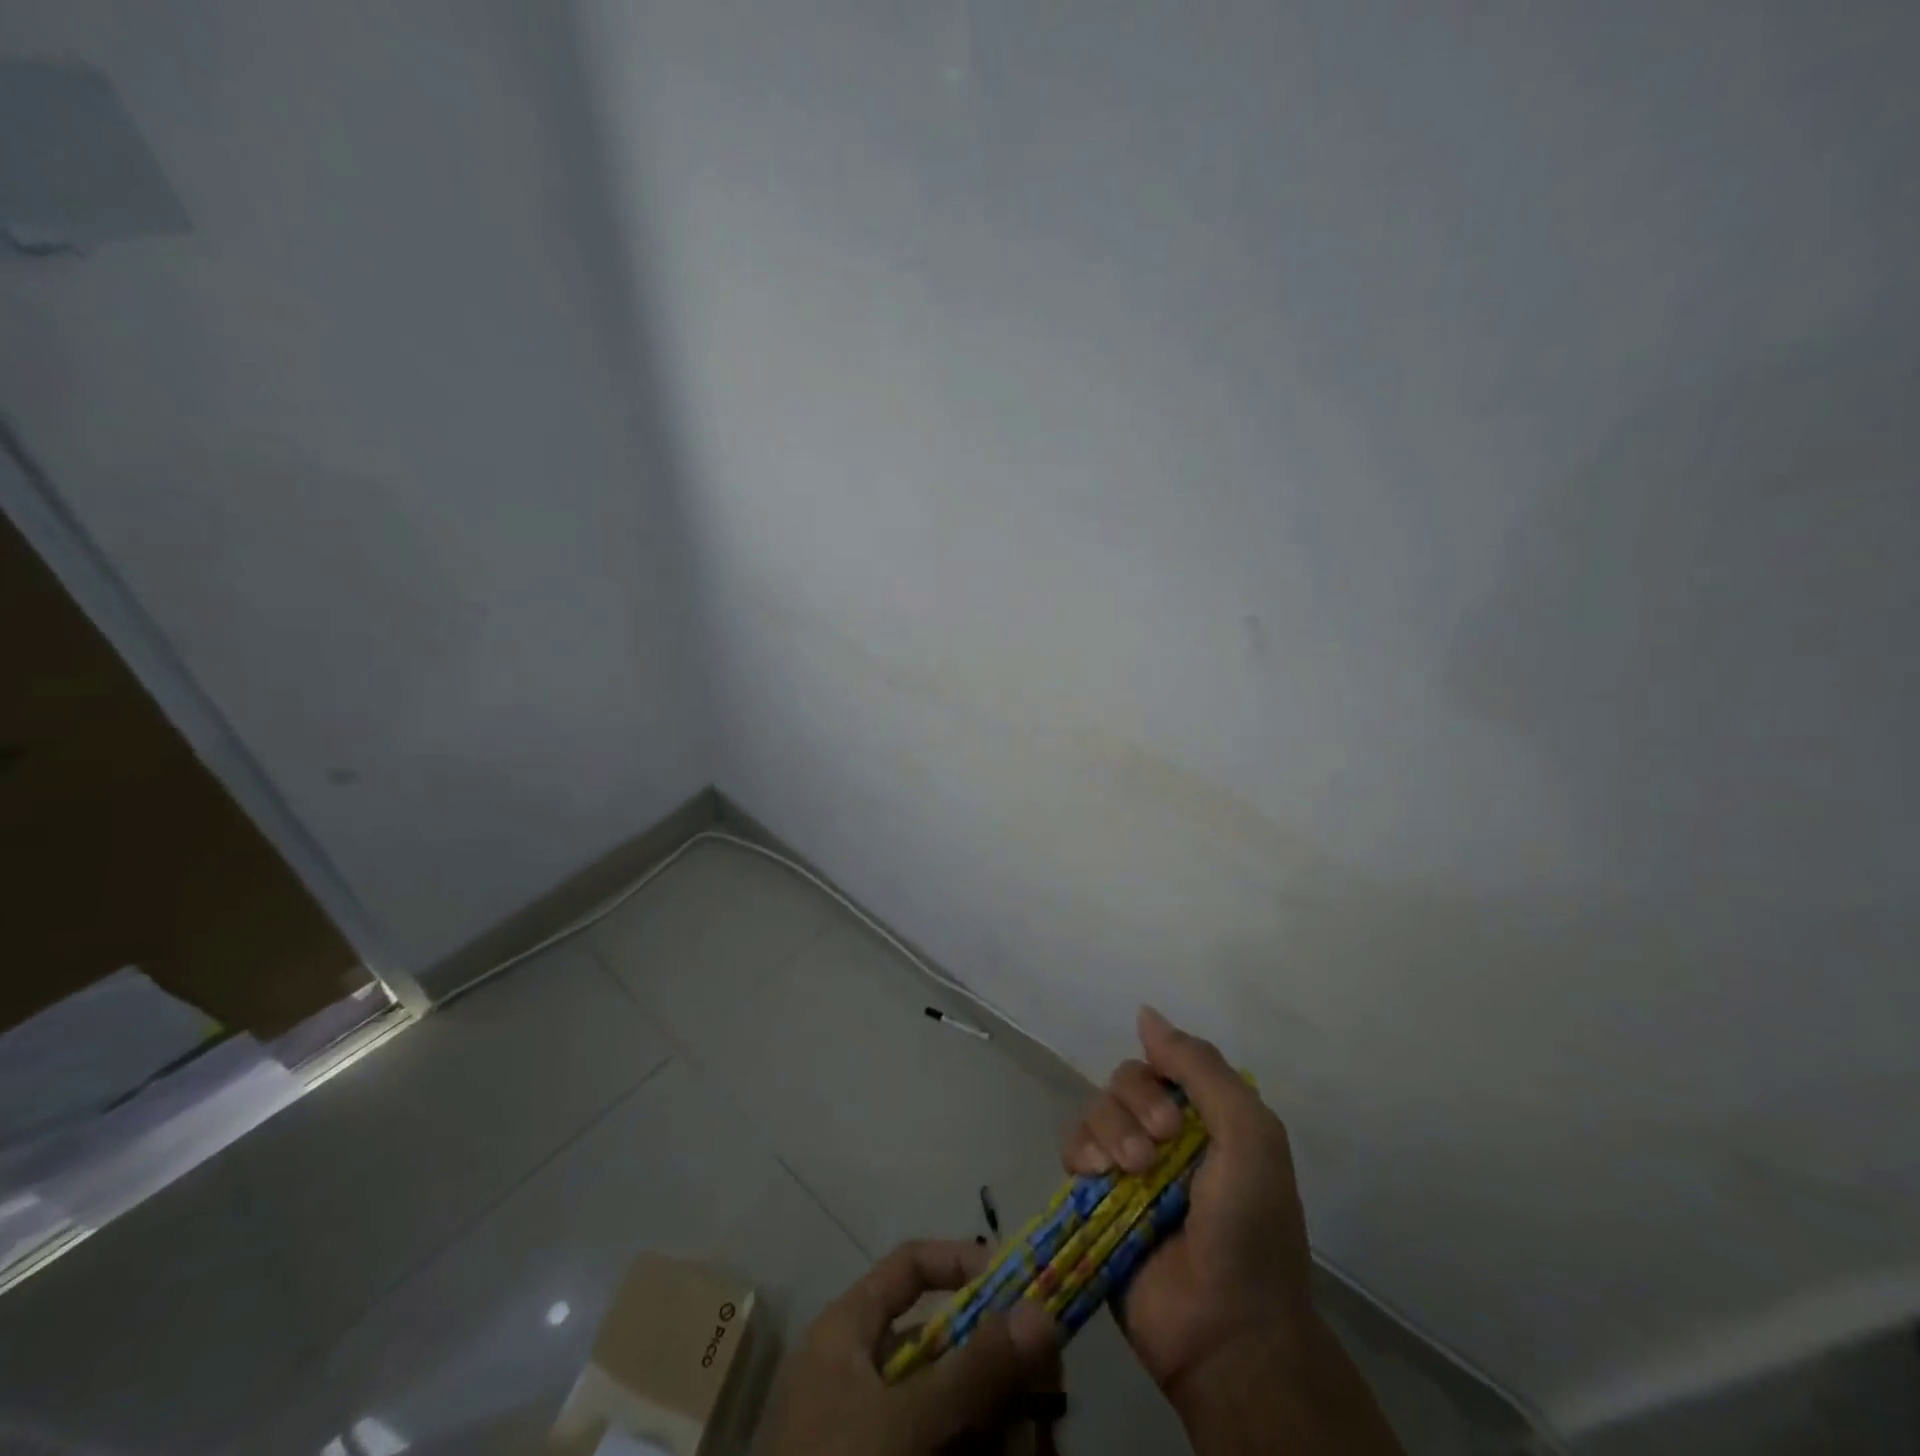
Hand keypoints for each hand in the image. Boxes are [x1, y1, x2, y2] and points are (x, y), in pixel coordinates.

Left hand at [763, 1239, 1059, 1455]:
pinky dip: (982, 1450)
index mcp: (847, 1332)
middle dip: (998, 1361)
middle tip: (1049, 1382)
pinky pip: (946, 1447)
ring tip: (1040, 1437)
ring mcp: (874, 1432)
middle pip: (942, 1342)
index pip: (910, 1267)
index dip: (963, 1264)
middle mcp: (861, 1373)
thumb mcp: (905, 1422)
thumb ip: (975, 1370)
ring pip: (951, 1404)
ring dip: (1000, 1414)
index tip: (1019, 1287)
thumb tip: (1043, 1312)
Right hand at [1061, 1007, 1315, 1410]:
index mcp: (1206, 1117)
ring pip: (1095, 1109)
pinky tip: (1096, 1178)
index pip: (1163, 1060)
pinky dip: (1081, 1153)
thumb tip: (1145, 1012)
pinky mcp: (1096, 1198)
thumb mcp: (1250, 1135)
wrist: (1227, 1332)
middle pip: (1124, 1080)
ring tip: (1131, 1175)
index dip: (1158, 1075)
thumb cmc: (1250, 1229)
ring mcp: (1128, 1166)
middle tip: (1156, 1154)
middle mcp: (1165, 1133)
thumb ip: (1201, 1068)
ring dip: (1108, 1132)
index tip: (1174, 1117)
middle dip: (1133, 1107)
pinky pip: (1072, 1147)